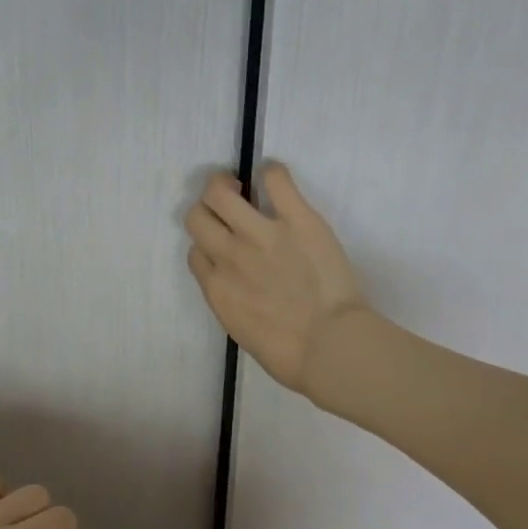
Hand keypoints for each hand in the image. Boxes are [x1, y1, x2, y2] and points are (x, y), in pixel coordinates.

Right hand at [184, 162, 367, 396]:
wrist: (332, 347)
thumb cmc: (290, 354)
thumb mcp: (242, 331)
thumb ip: (230, 300)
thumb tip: (235, 283)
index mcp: (216, 287)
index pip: (195, 252)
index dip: (208, 246)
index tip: (224, 246)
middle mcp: (229, 254)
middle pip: (197, 216)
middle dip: (207, 210)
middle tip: (227, 208)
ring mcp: (260, 234)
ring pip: (219, 192)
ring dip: (226, 184)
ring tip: (242, 186)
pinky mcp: (297, 219)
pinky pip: (275, 179)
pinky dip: (271, 173)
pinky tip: (275, 180)